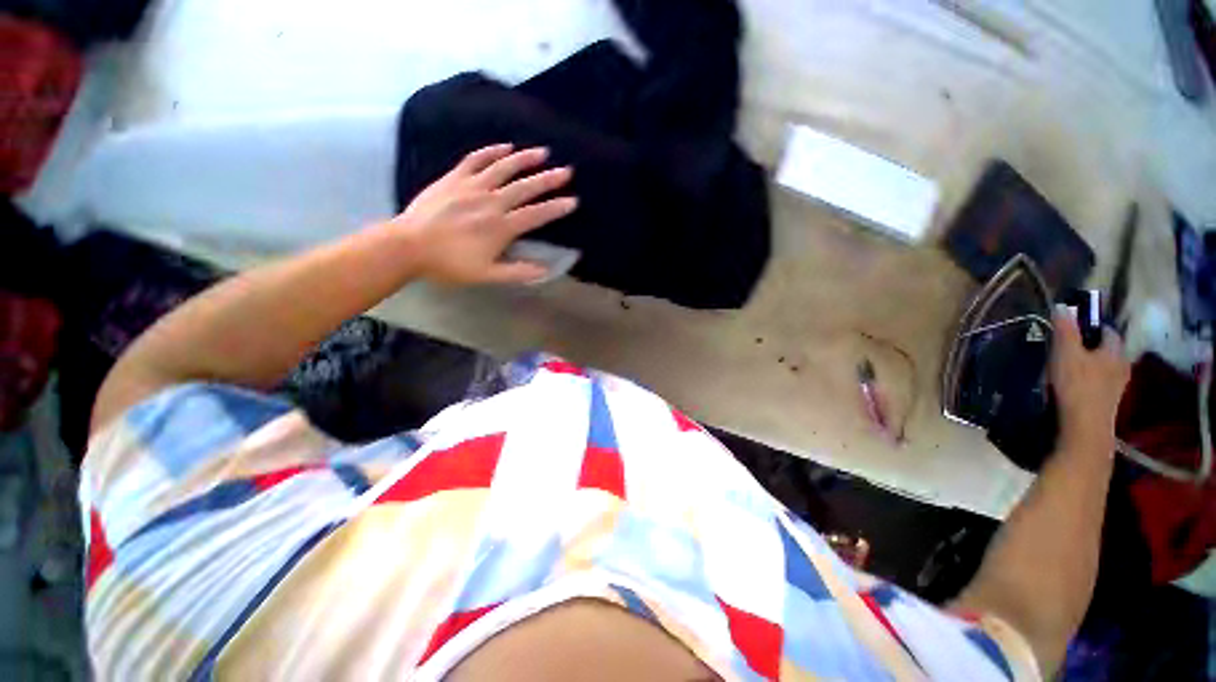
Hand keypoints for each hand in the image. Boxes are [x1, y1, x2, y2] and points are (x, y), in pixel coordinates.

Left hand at [390, 144, 576, 284]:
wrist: (408, 245)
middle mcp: (491, 202)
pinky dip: (491, 151)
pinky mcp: (454, 178)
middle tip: (567, 171)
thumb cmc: (449, 263)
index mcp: (501, 227)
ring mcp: (471, 186)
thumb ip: (517, 272)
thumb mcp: (486, 274)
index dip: (556, 208)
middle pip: (525, 187)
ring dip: (525, 159)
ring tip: (542, 152)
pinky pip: (475, 159)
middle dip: (548, 179)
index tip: (573, 201)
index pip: (536, 215)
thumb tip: (545, 271)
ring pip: (503, 167)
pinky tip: (505, 146)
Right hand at [1050, 307, 1130, 452]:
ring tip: (1068, 368)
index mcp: (1115, 351)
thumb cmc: (1076, 385)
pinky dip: (1088, 382)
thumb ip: (1065, 329)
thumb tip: (1063, 306)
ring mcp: (1117, 387)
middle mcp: (1122, 366)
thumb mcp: (1065, 352)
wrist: (1084, 427)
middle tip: (1069, 348)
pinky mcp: (1108, 403)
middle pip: (1107, 351)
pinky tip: (1073, 387)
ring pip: (1104, 369)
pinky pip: (1099, 385)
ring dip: (1090, 366)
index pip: (1108, 331)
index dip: (1092, 326)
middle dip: (1091, 348)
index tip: (1074, 328)